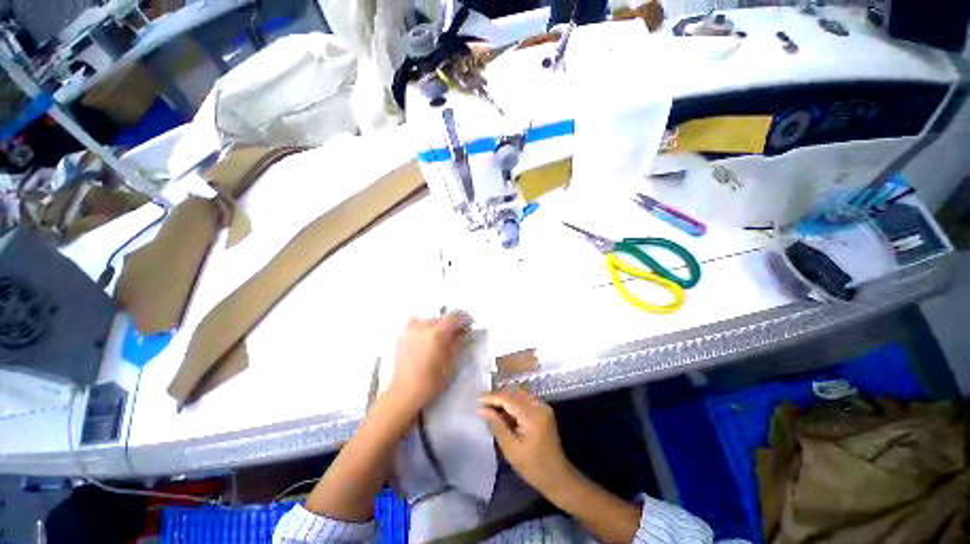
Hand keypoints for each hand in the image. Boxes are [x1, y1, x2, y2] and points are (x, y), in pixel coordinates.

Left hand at [388, 312, 468, 414]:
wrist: (405, 393)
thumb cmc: (431, 382)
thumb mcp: (450, 363)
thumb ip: (457, 343)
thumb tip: (463, 332)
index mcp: (436, 333)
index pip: (454, 316)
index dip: (464, 318)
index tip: (469, 323)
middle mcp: (423, 327)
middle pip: (442, 318)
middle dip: (451, 323)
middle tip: (458, 333)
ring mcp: (411, 331)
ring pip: (429, 320)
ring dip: (438, 325)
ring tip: (441, 336)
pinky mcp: (403, 337)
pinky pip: (415, 324)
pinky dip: (423, 326)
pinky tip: (426, 337)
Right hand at [479, 386, 572, 493]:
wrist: (557, 476)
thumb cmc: (533, 467)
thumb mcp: (511, 448)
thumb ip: (496, 425)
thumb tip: (481, 409)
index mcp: (532, 416)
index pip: (509, 398)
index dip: (492, 397)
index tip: (477, 399)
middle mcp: (539, 406)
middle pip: (514, 393)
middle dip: (497, 396)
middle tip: (482, 403)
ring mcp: (542, 406)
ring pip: (519, 394)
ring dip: (504, 398)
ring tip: (490, 406)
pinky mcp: (543, 409)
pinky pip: (524, 399)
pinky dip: (512, 402)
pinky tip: (503, 410)